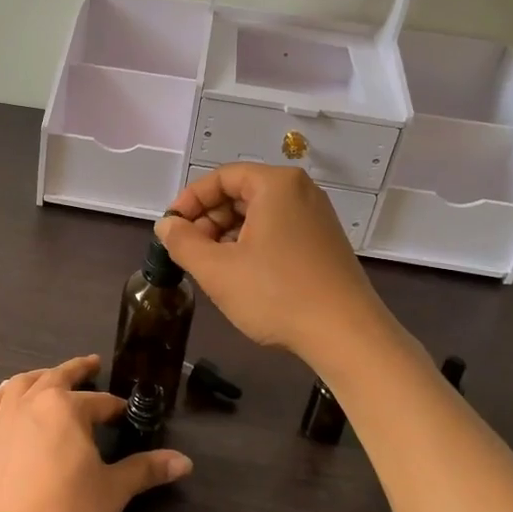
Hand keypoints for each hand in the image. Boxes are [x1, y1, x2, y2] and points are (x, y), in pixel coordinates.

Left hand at [0, 355, 191, 511]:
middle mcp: (30, 403)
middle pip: (57, 377)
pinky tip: (6, 400)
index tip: (127, 415)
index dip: (116, 408)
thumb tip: (184, 462)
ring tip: (49, 377)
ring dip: (39, 377)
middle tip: (92, 364)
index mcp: (65, 408)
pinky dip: (4, 394)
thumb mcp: (112, 493)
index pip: (99, 401)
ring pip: (20, 384)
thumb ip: (145, 471)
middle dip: (78, 370)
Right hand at [156, 163, 389, 366]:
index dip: (189, 200)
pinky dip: (252, 245)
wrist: (345, 334)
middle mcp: (301, 191)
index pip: (221, 177)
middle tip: (189, 252)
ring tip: (212, 268)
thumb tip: (166, 225)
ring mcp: (317, 217)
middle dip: (208, 220)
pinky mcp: (324, 243)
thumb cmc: (276, 294)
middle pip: (240, 194)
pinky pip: (278, 231)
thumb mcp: (217, 270)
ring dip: (227, 236)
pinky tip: (241, 276)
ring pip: (258, 215)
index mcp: (276, 185)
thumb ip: (182, 242)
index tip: (170, 228)